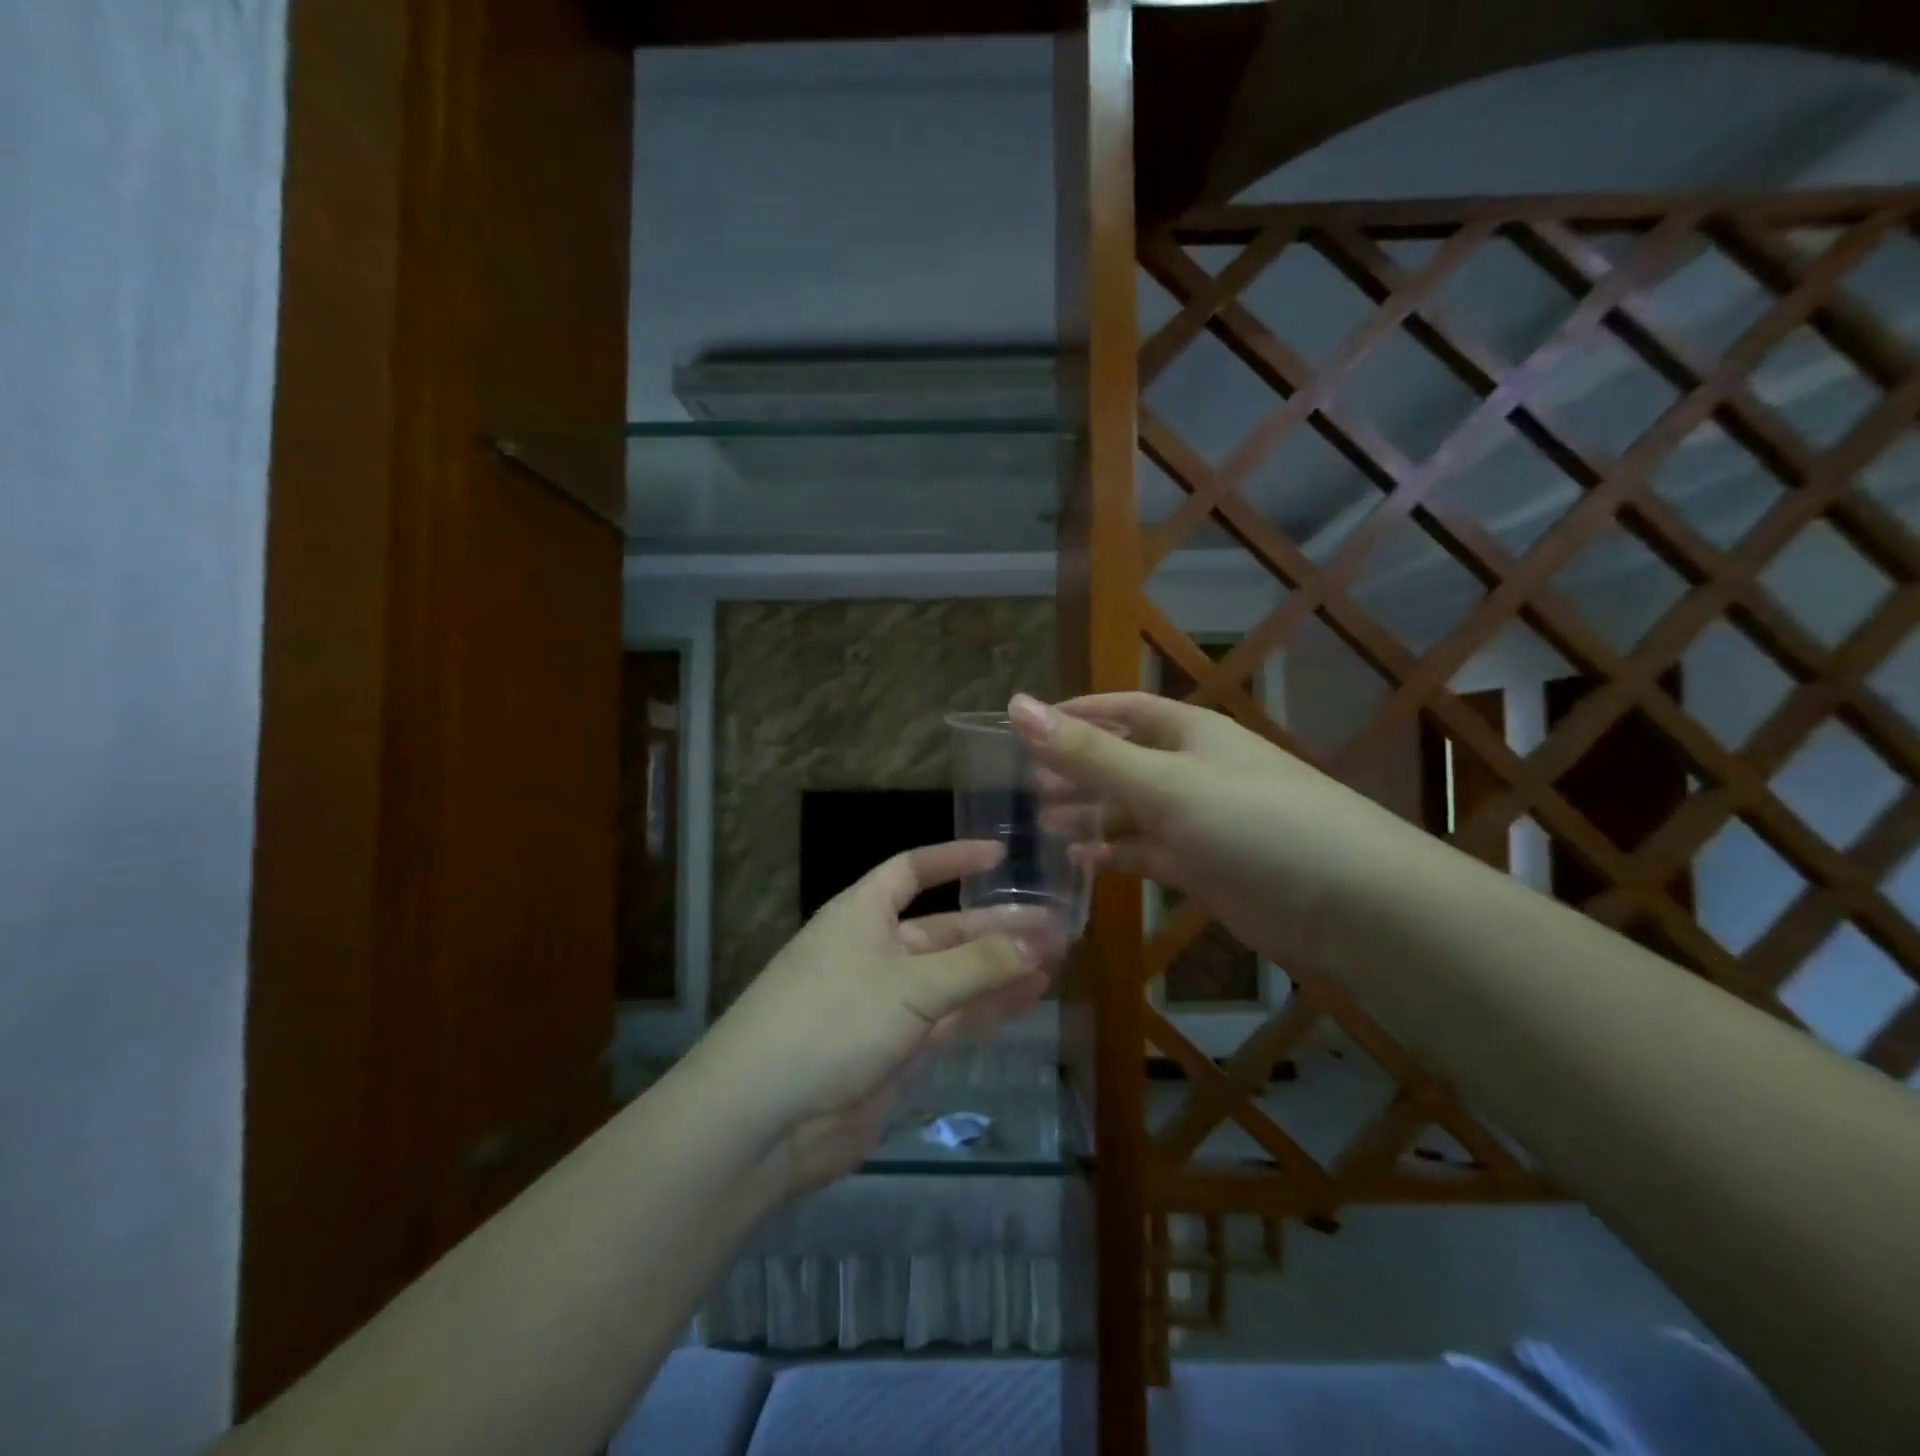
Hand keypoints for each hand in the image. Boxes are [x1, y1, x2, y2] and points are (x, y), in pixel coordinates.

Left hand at [693, 841, 1057, 1194]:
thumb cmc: (832, 1020)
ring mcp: (886, 1003)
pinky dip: (986, 1009)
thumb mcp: (910, 984)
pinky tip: (1027, 1000)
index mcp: (863, 913)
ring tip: (1055, 961)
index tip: (1001, 856)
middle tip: (1055, 927)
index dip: (953, 860)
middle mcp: (875, 950)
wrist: (765, 1119)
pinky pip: (951, 1020)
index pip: (911, 870)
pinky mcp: (896, 1051)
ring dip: (999, 970)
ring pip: (954, 978)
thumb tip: (1039, 941)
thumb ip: (977, 965)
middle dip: (996, 928)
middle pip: (944, 929)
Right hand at [1010, 691, 1401, 970]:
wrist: (1347, 901)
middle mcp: (1191, 769)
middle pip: (1121, 760)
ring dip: (1088, 812)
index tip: (1026, 727)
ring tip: (1041, 822)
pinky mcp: (1203, 864)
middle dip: (1075, 769)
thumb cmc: (1251, 822)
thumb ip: (1088, 751)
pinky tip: (1082, 858)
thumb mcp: (1162, 782)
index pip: (1122, 709)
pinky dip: (1114, 852)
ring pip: (1129, 809)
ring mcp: (1198, 819)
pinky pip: (1146, 851)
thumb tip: (1018, 704)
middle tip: (1024, 785)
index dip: (1076, 713)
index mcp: (1188, 733)